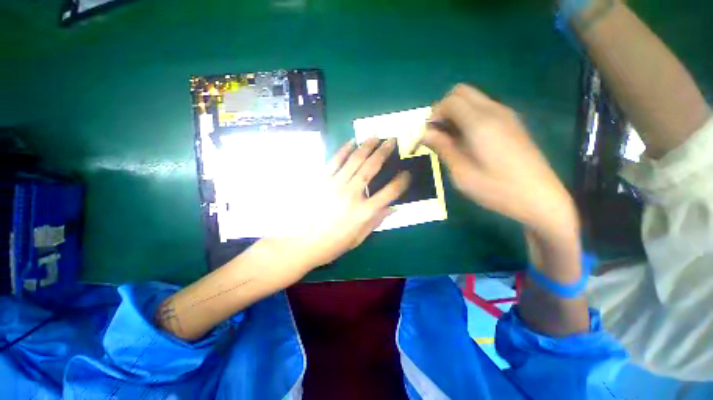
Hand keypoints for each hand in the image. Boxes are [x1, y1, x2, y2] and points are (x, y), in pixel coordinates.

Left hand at [287, 137, 410, 268]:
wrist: (302, 244)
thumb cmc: (333, 244)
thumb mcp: (359, 237)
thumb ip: (377, 221)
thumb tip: (394, 207)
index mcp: (364, 212)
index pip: (389, 192)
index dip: (401, 181)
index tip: (406, 173)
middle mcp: (352, 195)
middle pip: (371, 168)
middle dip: (383, 152)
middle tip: (391, 141)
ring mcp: (335, 185)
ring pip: (354, 160)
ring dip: (366, 146)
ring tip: (375, 136)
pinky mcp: (321, 181)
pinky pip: (334, 161)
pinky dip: (343, 150)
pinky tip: (351, 141)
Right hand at [423, 84, 578, 240]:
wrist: (539, 198)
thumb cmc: (496, 189)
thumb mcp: (461, 173)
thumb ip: (443, 147)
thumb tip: (425, 133)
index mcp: (480, 123)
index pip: (450, 100)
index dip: (434, 114)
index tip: (428, 134)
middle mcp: (494, 111)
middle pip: (462, 92)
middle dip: (444, 108)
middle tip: (438, 133)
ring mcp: (506, 115)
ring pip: (473, 99)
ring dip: (457, 112)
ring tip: (452, 140)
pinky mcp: (512, 123)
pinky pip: (484, 108)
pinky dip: (469, 117)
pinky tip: (468, 141)